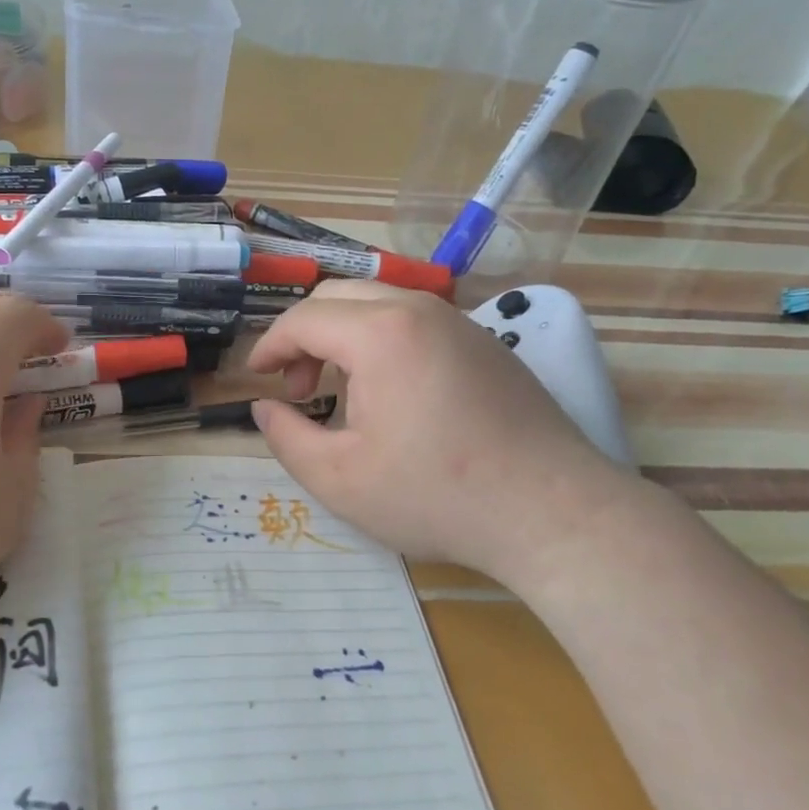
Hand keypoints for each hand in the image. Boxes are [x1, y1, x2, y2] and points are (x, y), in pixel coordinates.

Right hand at [247, 282, 639, 590]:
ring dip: (344, 335)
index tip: (255, 378)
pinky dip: (383, 341)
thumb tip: (265, 408)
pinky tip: (392, 394)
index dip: (270, 346)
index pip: (304, 319)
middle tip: (298, 388)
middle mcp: (420, 310)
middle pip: (340, 297)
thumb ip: (286, 438)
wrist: (553, 512)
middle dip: (305, 335)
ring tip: (341, 391)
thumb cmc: (436, 495)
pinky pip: (417, 322)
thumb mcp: (340, 479)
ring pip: (380, 304)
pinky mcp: (486, 344)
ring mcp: (460, 323)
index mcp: (381, 333)